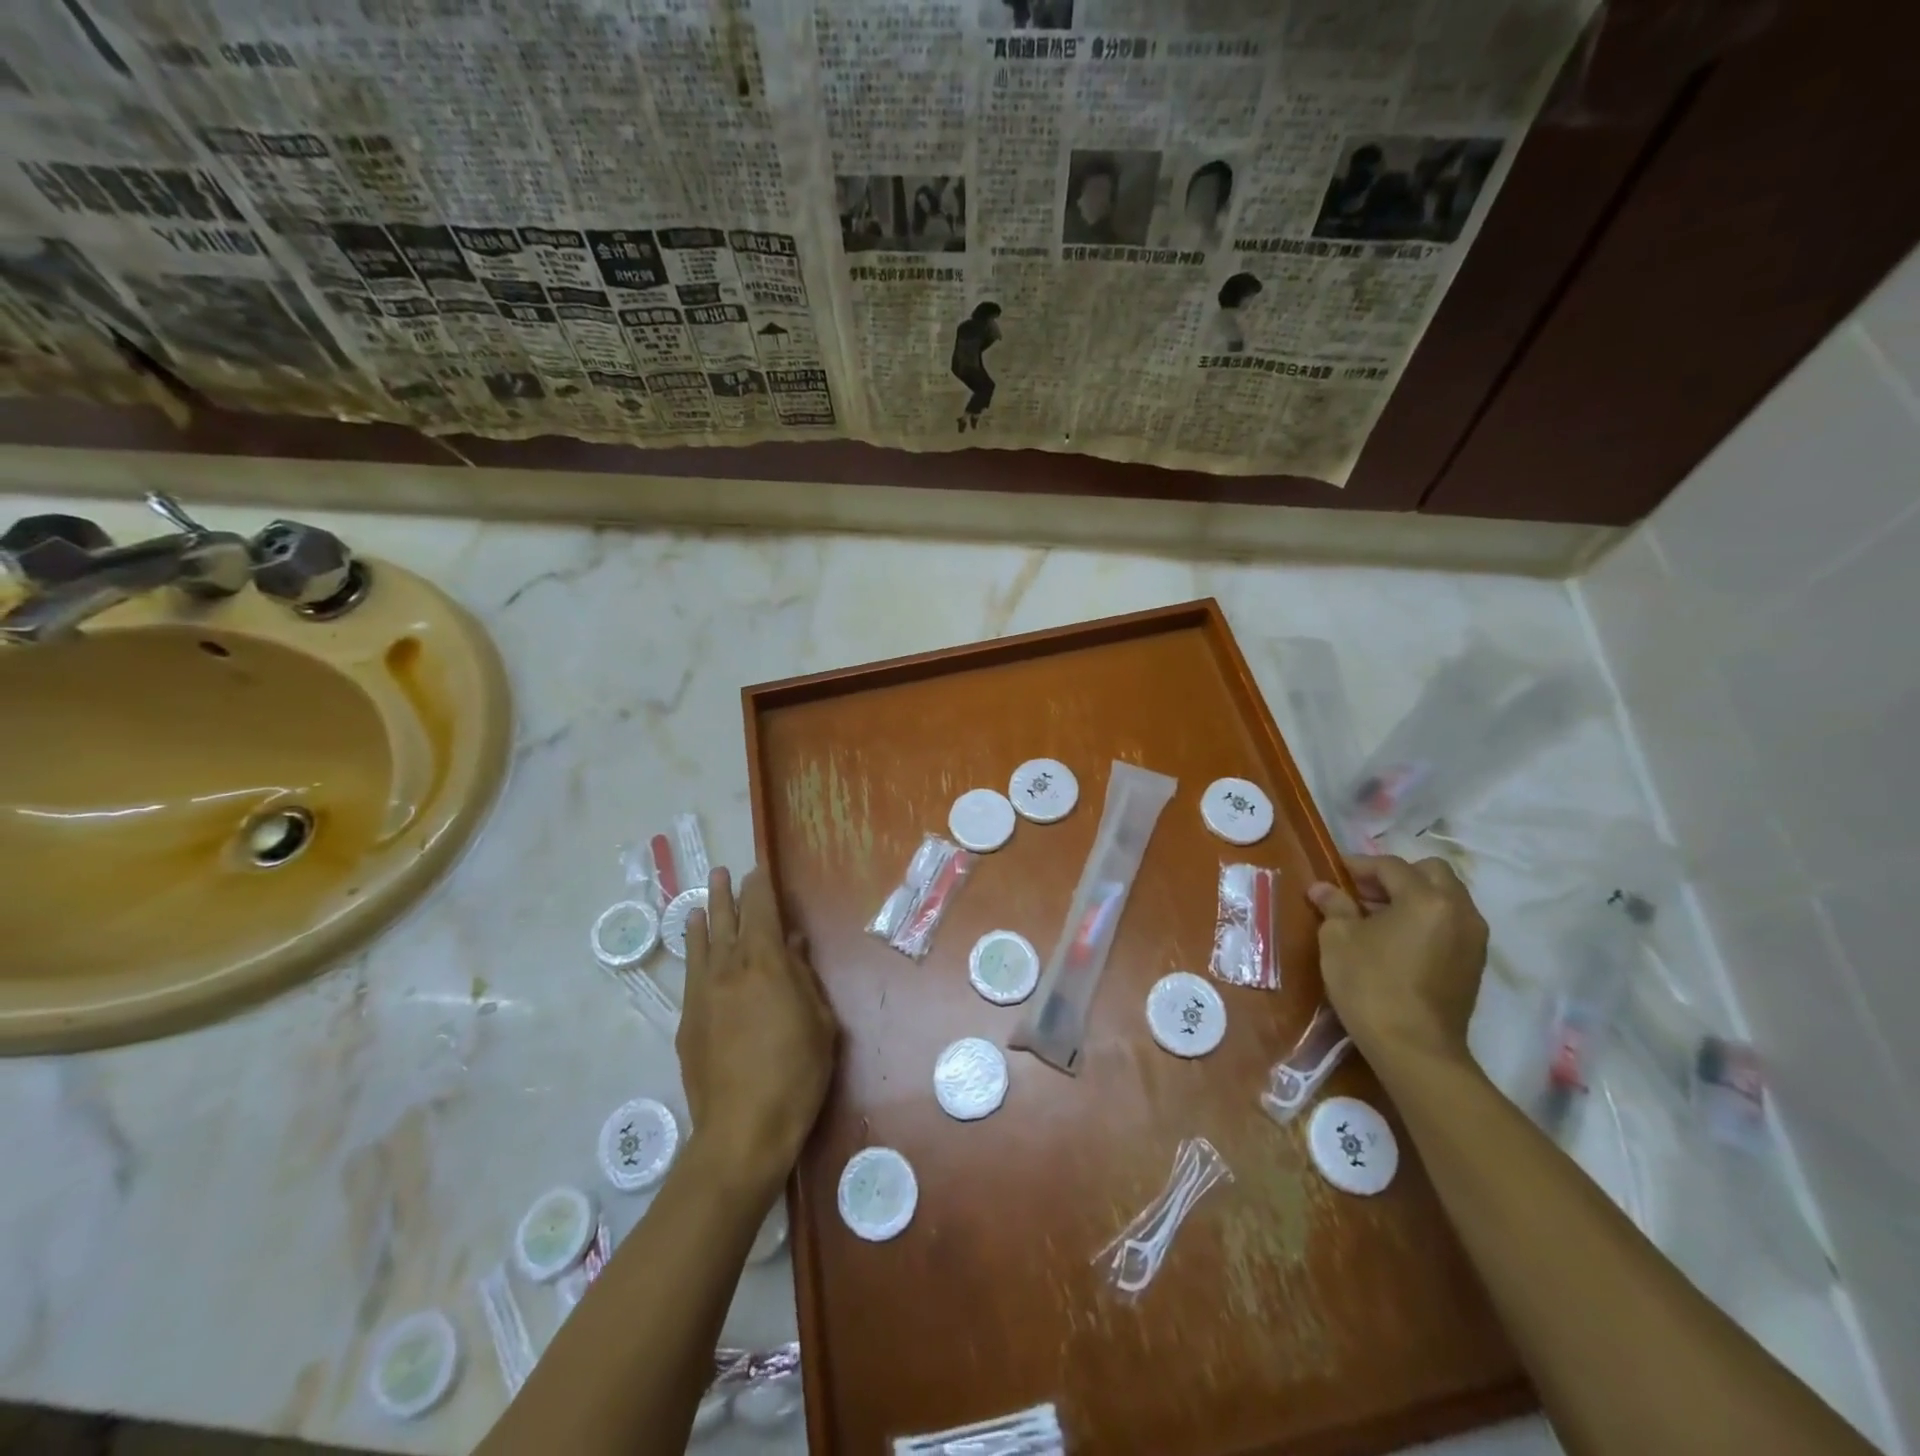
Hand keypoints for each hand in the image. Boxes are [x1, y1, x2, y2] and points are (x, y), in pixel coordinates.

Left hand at [678, 868, 837, 1193]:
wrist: (742, 1128)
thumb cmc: (796, 1073)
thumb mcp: (820, 1021)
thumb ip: (803, 977)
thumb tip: (792, 945)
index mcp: (765, 964)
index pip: (761, 912)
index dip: (760, 888)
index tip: (758, 870)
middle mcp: (729, 970)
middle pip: (725, 921)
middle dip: (726, 894)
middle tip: (723, 872)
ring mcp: (703, 995)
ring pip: (701, 945)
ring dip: (702, 918)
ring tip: (699, 900)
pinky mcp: (688, 1021)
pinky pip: (690, 974)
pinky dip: (692, 952)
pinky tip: (693, 947)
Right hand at [1307, 854, 1488, 1064]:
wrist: (1415, 1049)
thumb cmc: (1371, 985)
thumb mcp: (1338, 939)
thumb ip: (1334, 906)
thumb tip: (1323, 888)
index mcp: (1427, 898)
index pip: (1391, 866)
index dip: (1359, 865)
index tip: (1334, 873)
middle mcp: (1460, 911)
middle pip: (1431, 873)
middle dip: (1396, 876)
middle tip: (1363, 892)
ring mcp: (1473, 939)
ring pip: (1445, 898)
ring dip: (1413, 897)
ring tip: (1377, 916)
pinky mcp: (1474, 964)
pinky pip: (1451, 923)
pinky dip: (1426, 919)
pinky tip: (1397, 939)